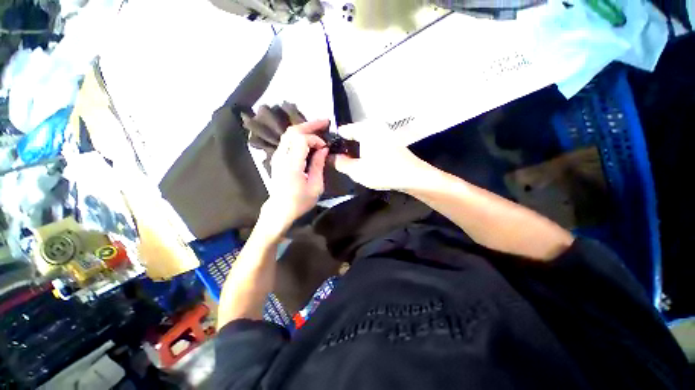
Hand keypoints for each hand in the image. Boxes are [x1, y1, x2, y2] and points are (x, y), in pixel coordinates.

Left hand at [262, 119, 329, 232]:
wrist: (280, 209)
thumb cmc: (300, 201)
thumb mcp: (315, 186)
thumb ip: (318, 165)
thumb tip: (323, 149)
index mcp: (291, 165)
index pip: (301, 140)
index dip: (315, 139)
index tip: (325, 147)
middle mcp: (281, 156)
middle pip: (292, 132)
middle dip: (310, 125)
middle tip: (325, 122)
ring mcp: (277, 156)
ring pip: (288, 134)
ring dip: (304, 128)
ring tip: (319, 127)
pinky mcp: (277, 158)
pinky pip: (288, 141)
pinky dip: (299, 136)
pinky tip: (309, 138)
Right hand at [333, 122, 424, 190]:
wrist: (413, 176)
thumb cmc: (383, 171)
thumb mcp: (357, 170)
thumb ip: (340, 163)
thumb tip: (330, 157)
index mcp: (365, 128)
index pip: (343, 130)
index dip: (334, 142)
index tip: (327, 153)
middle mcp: (375, 127)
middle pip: (353, 135)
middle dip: (345, 147)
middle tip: (337, 161)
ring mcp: (384, 133)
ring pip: (363, 140)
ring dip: (355, 151)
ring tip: (349, 163)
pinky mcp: (390, 142)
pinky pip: (372, 144)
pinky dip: (366, 151)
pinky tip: (364, 162)